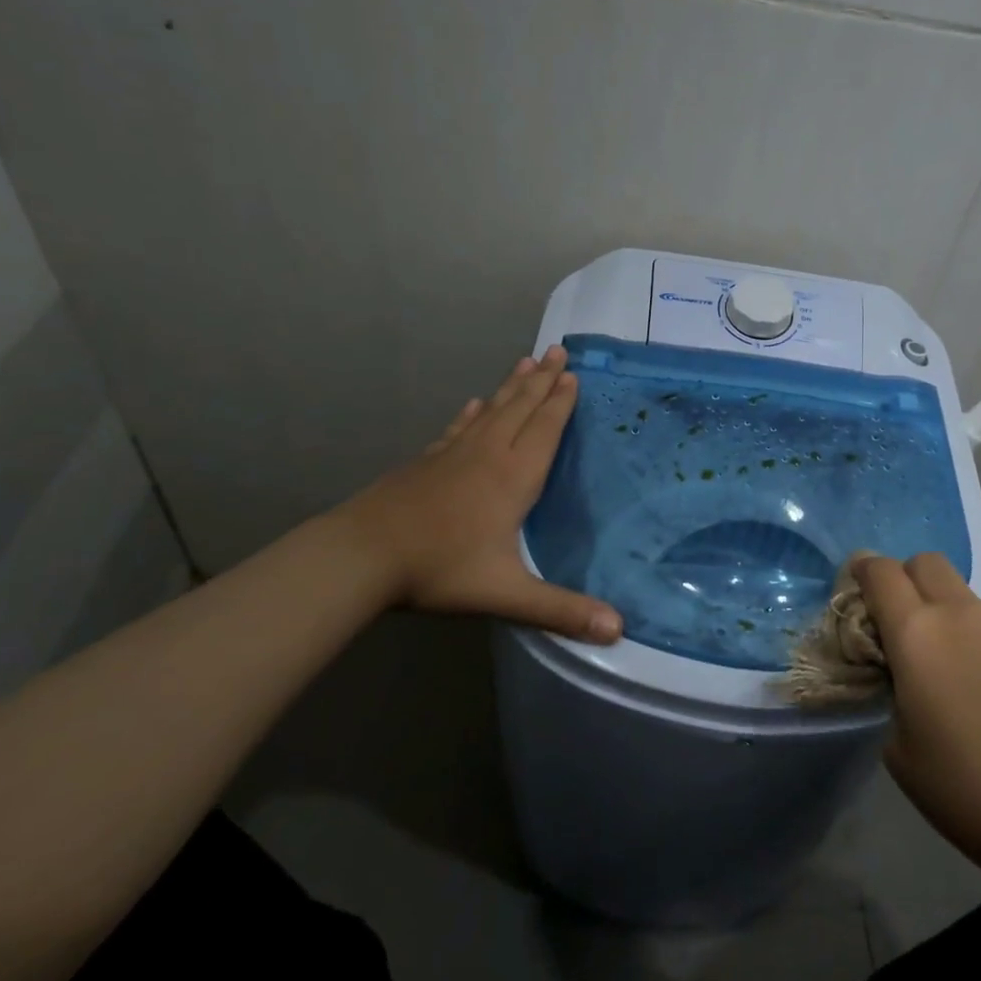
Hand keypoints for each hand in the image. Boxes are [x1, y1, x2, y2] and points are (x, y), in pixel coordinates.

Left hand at [331, 345, 622, 643]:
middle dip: (542, 380)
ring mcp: (453, 455)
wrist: (362, 556)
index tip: (573, 373)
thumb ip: (561, 610)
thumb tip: (618, 630)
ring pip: (491, 410)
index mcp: (512, 477)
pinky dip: (472, 412)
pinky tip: (474, 402)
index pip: (544, 429)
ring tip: (526, 362)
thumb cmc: (440, 569)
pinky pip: (458, 428)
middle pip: (520, 408)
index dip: (561, 401)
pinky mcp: (427, 462)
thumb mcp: (506, 594)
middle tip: (557, 350)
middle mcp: (487, 455)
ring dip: (512, 386)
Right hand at [855, 553, 980, 886]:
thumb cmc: (961, 786)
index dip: (865, 571)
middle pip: (926, 562)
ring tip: (971, 672)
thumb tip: (901, 667)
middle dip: (910, 580)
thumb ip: (892, 686)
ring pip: (972, 598)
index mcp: (916, 633)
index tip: (861, 588)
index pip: (880, 571)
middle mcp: (962, 612)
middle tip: (911, 623)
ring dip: (959, 618)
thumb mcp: (896, 742)